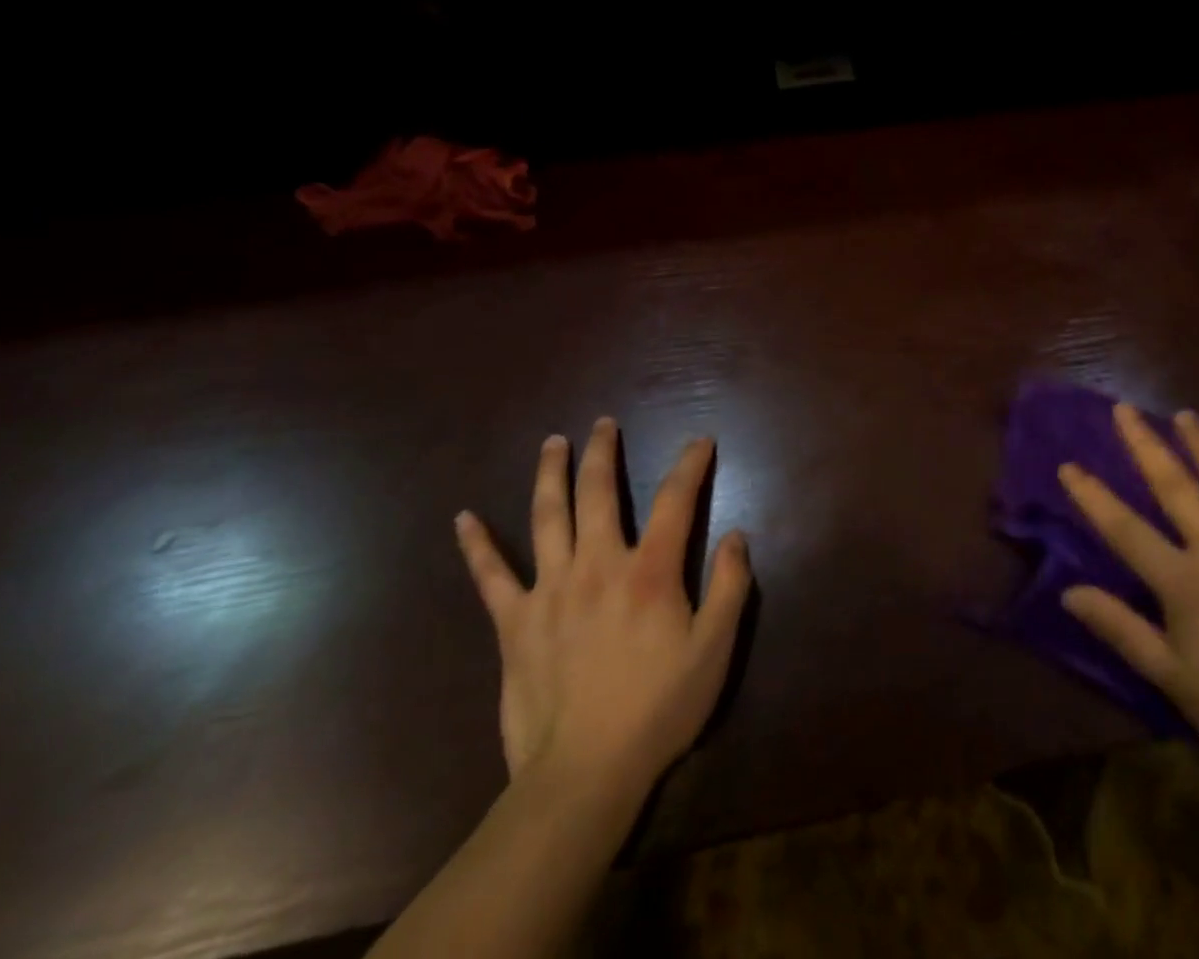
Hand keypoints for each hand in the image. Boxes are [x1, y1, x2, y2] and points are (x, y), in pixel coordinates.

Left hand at [454, 418, 752, 820]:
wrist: (583, 774)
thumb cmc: (658, 709)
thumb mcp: (714, 651)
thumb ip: (729, 587)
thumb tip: (736, 535)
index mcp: (649, 571)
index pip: (674, 500)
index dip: (689, 464)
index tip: (699, 441)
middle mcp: (598, 565)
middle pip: (599, 493)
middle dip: (603, 452)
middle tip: (604, 423)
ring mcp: (550, 590)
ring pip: (547, 517)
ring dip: (550, 474)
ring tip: (553, 442)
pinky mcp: (514, 622)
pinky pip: (490, 577)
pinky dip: (477, 546)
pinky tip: (463, 518)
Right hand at [1059, 404, 1198, 800]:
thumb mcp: (1172, 678)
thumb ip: (1120, 629)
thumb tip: (1068, 592)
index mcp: (1185, 583)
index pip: (1125, 529)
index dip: (1092, 496)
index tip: (1067, 465)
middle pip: (1176, 486)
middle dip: (1145, 444)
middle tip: (1124, 409)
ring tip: (1183, 414)